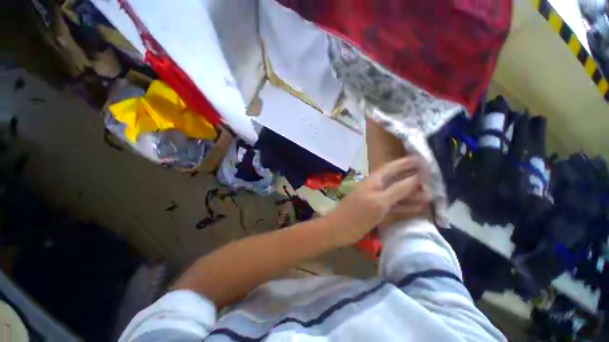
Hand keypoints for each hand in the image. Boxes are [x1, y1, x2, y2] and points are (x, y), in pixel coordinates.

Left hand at [324, 157, 429, 246]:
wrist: (340, 229)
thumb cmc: (358, 214)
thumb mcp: (379, 202)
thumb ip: (397, 190)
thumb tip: (416, 178)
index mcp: (374, 180)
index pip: (392, 167)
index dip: (407, 163)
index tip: (423, 160)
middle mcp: (376, 186)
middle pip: (396, 179)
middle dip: (413, 178)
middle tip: (432, 178)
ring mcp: (377, 198)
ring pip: (397, 192)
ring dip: (412, 193)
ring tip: (430, 194)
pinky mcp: (377, 209)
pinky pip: (394, 204)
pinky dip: (405, 205)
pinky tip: (419, 207)